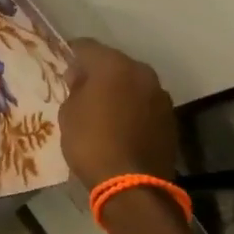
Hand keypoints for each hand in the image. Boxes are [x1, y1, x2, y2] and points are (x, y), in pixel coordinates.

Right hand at [58, 39, 179, 187]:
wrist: (133, 186)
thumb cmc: (92, 143)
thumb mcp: (68, 113)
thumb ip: (75, 88)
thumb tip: (82, 78)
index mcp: (113, 65)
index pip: (87, 47)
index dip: (72, 53)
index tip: (64, 65)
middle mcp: (141, 71)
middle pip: (114, 62)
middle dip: (98, 72)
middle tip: (82, 88)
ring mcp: (159, 94)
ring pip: (133, 82)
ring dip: (119, 89)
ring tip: (104, 108)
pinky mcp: (170, 117)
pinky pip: (145, 103)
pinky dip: (133, 107)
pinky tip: (123, 124)